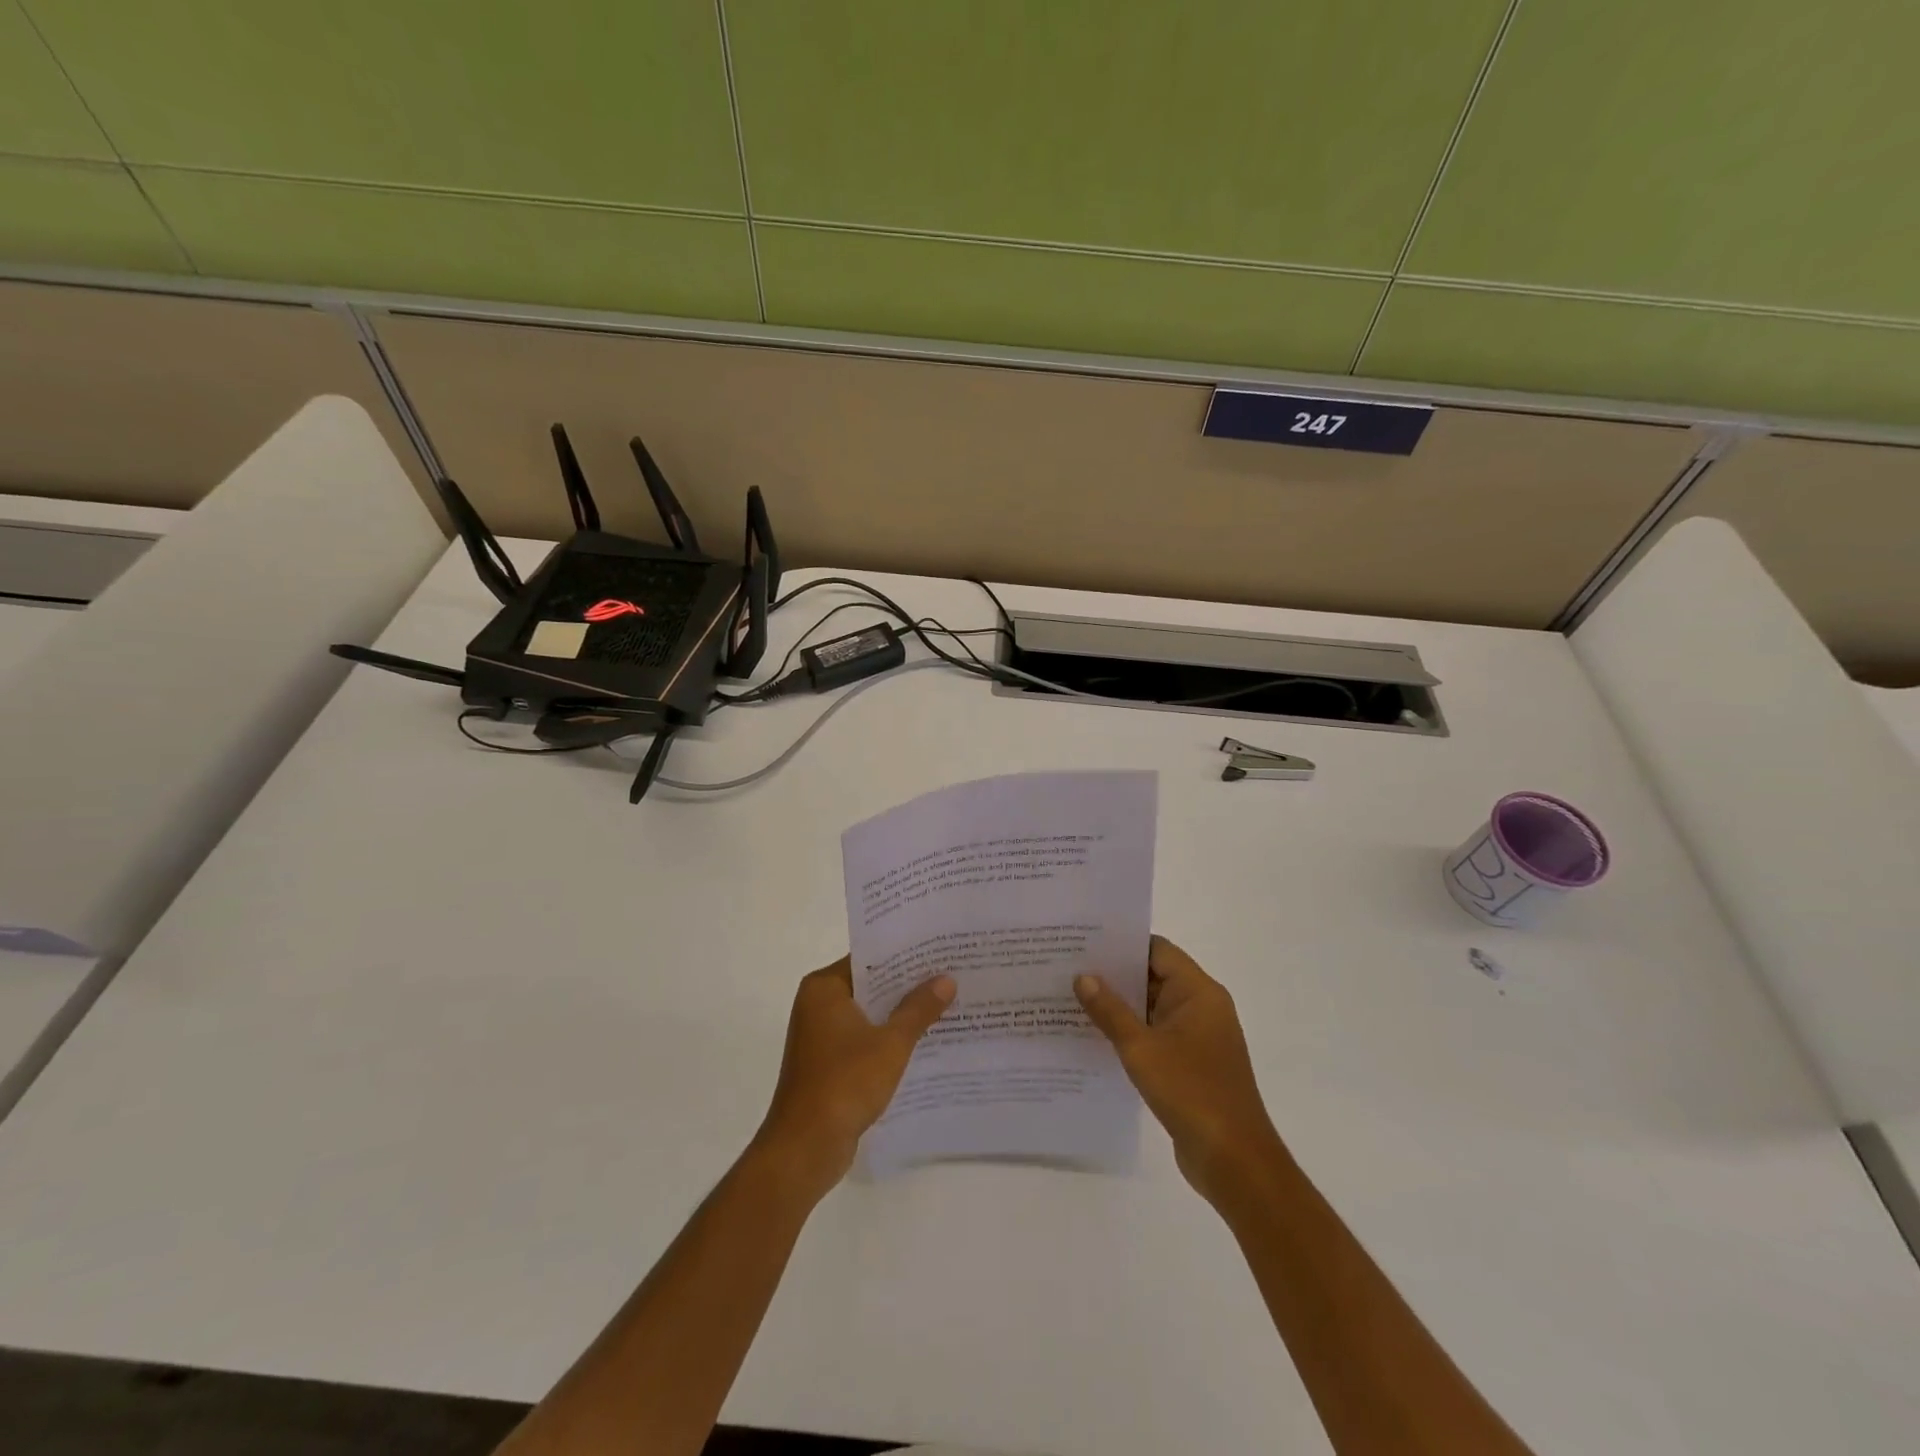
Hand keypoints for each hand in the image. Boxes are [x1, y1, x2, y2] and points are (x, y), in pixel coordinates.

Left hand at [753, 957, 953, 1197]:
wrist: (805, 1148)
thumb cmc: (845, 1083)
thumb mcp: (891, 1043)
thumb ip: (919, 1009)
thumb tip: (946, 979)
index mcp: (824, 988)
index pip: (869, 958)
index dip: (905, 955)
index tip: (938, 951)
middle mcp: (817, 1004)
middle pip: (870, 985)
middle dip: (908, 985)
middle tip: (951, 975)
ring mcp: (821, 1036)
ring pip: (869, 1014)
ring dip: (900, 1014)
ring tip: (946, 1005)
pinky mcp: (828, 1064)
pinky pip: (864, 1039)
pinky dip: (888, 1039)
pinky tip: (924, 1042)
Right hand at [1076, 935, 1282, 1203]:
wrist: (1234, 1160)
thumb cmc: (1190, 1092)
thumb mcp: (1141, 1048)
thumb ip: (1110, 1010)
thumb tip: (1083, 977)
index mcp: (1198, 992)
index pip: (1157, 950)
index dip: (1122, 943)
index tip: (1084, 941)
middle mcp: (1202, 1007)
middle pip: (1154, 976)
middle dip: (1114, 974)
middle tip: (1069, 968)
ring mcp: (1198, 1037)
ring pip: (1152, 1008)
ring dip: (1119, 1006)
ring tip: (1073, 998)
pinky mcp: (1192, 1064)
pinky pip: (1156, 1034)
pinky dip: (1130, 1032)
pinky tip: (1095, 1037)